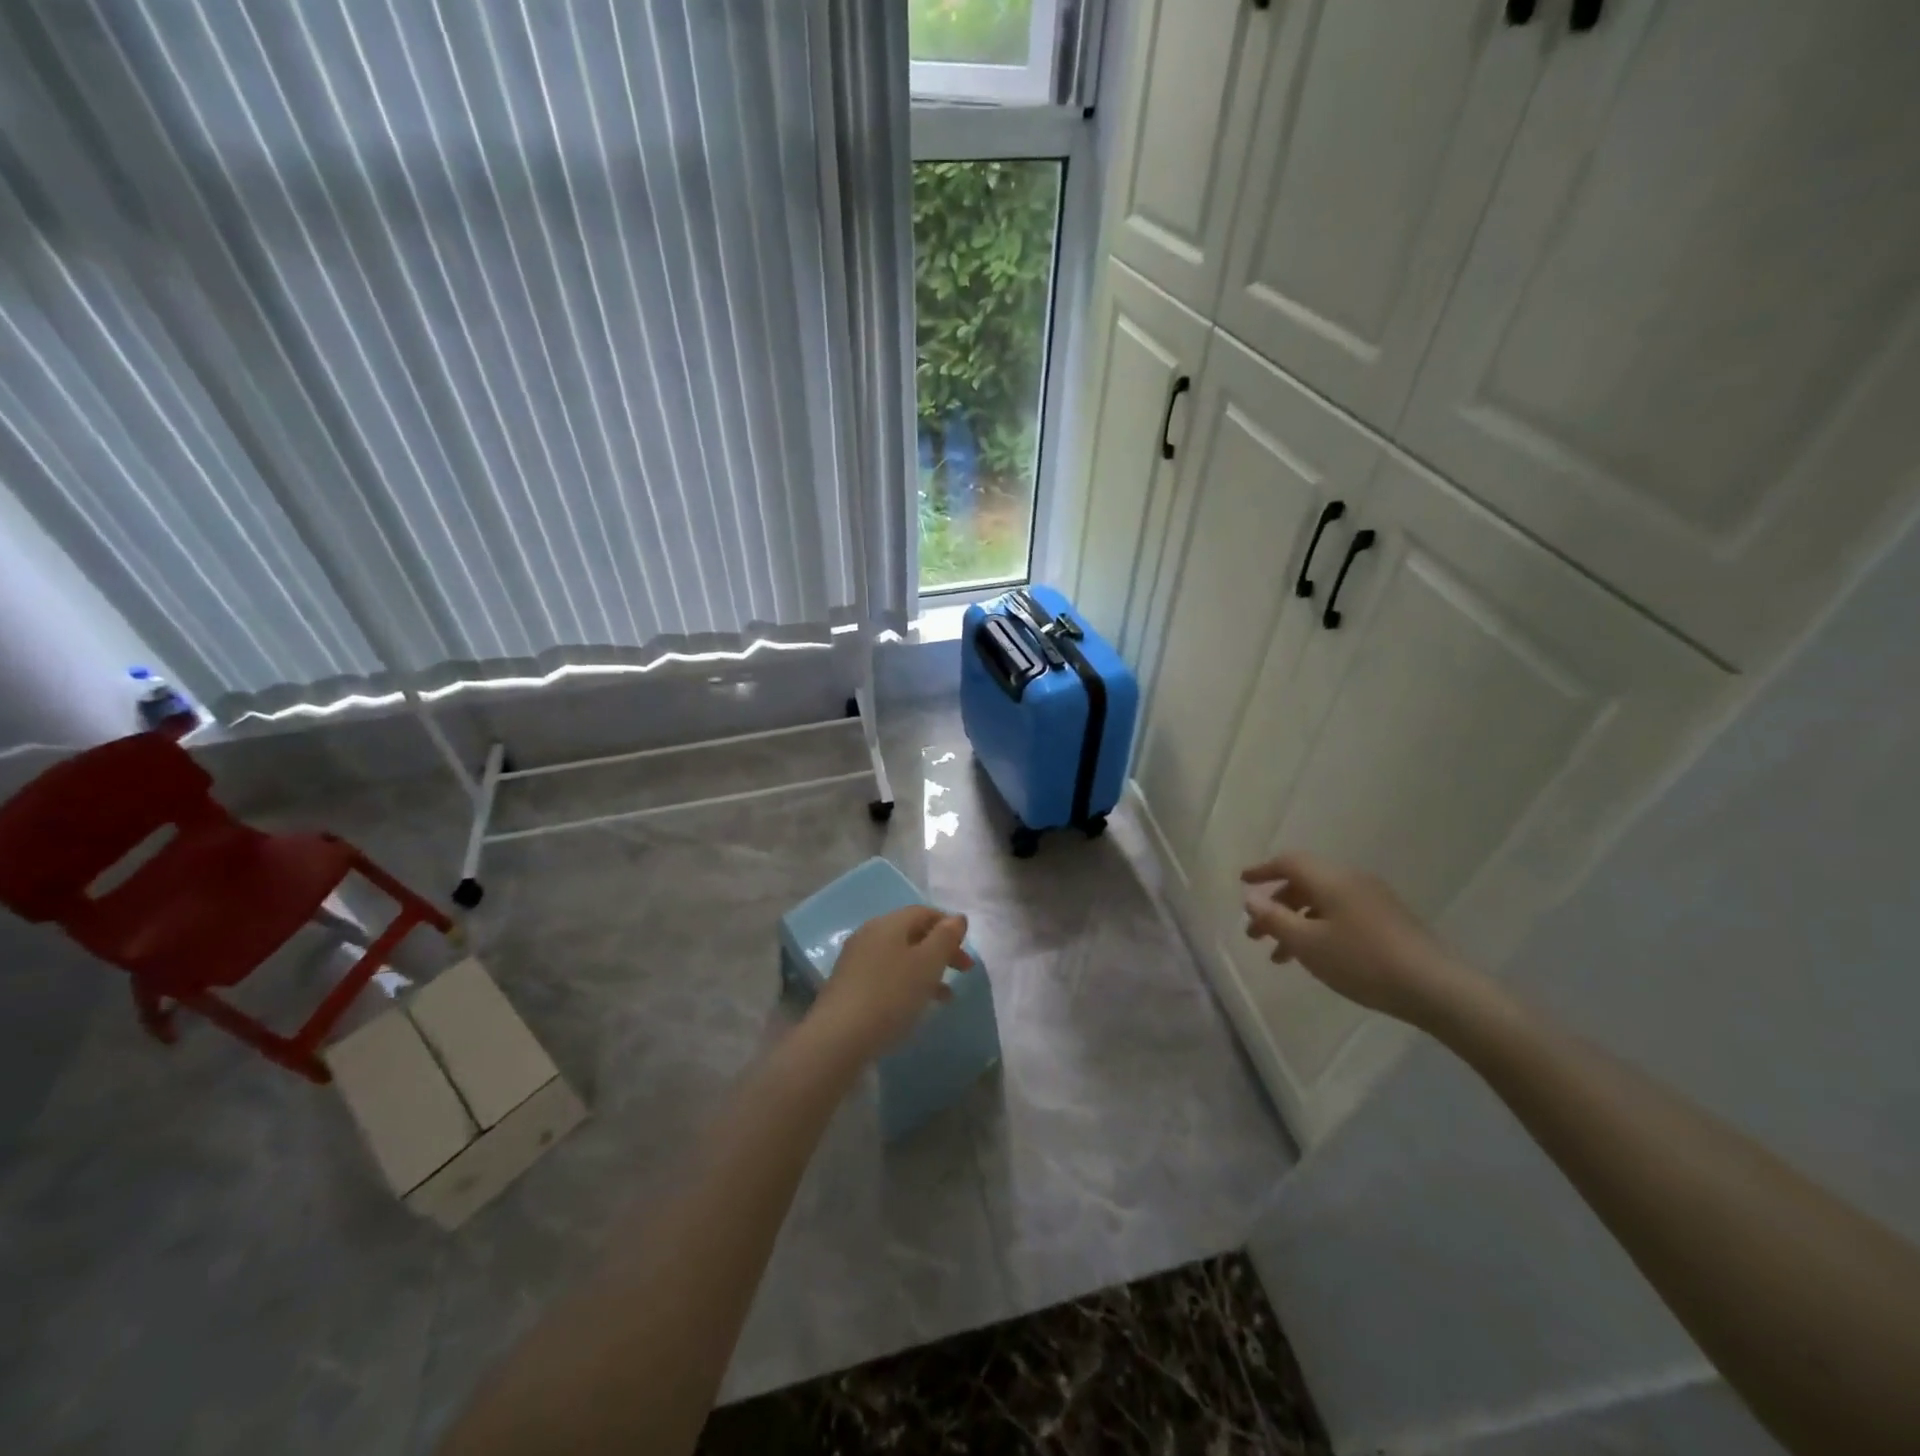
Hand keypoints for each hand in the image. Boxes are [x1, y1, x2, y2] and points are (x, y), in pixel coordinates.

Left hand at [807, 906, 972, 1061]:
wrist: (839, 1037)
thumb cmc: (891, 995)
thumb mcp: (927, 964)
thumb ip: (945, 938)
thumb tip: (957, 918)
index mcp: (889, 923)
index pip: (924, 912)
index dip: (949, 926)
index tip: (968, 949)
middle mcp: (870, 934)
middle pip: (912, 933)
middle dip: (940, 949)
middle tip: (964, 971)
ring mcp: (856, 959)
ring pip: (900, 956)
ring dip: (926, 969)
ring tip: (946, 996)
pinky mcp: (848, 985)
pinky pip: (886, 974)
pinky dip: (906, 983)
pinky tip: (914, 1005)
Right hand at [1240, 852, 1480, 1028]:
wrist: (1436, 987)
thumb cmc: (1362, 961)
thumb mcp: (1308, 944)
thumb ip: (1274, 918)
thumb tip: (1250, 897)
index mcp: (1330, 879)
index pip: (1288, 862)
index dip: (1262, 871)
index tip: (1242, 882)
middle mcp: (1351, 880)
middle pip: (1304, 882)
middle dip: (1276, 905)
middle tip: (1255, 932)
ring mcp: (1373, 899)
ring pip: (1322, 901)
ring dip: (1296, 921)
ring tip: (1279, 955)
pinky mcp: (1388, 919)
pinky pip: (1340, 913)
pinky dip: (1318, 927)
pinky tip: (1316, 956)